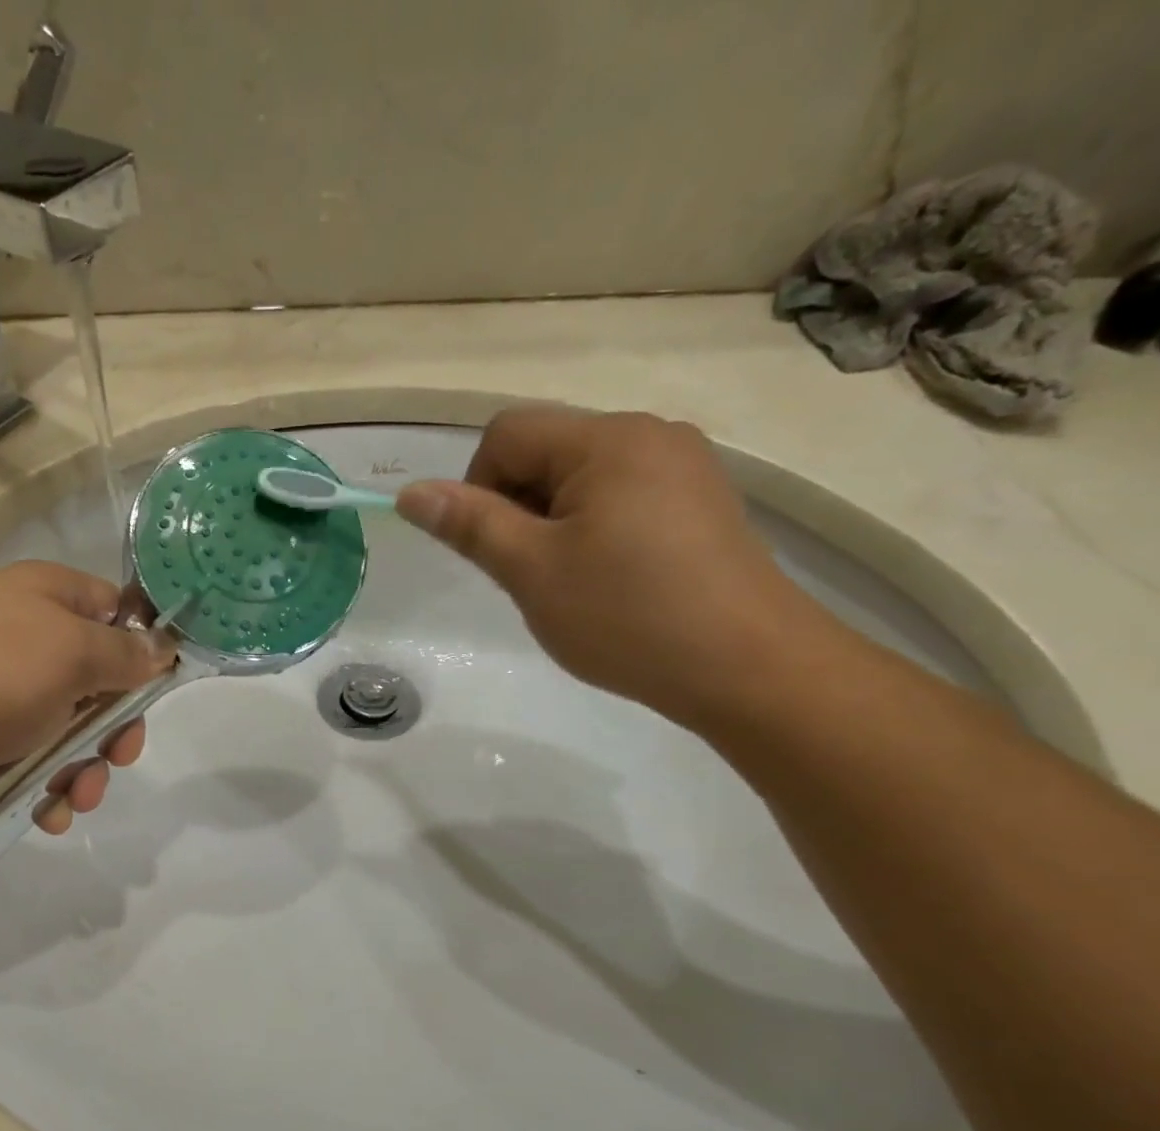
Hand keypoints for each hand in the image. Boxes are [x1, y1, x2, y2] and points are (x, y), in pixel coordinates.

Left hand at [0, 561, 173, 836]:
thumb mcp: (70, 655)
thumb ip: (126, 654)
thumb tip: (166, 645)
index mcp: (49, 597)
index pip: (117, 612)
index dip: (143, 651)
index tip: (154, 694)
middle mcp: (26, 635)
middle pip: (98, 682)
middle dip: (112, 731)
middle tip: (115, 761)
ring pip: (67, 730)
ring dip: (82, 770)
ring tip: (72, 800)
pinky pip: (30, 757)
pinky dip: (45, 785)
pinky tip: (45, 812)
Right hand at [396, 406, 814, 726]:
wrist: (748, 667)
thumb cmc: (628, 615)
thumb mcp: (532, 571)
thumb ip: (470, 524)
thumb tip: (411, 493)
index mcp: (608, 440)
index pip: (507, 433)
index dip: (476, 487)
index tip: (493, 550)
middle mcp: (650, 435)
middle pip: (546, 450)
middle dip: (517, 507)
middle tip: (530, 574)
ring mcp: (683, 467)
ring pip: (581, 479)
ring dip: (551, 523)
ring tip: (570, 583)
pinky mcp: (700, 503)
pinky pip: (622, 497)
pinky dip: (593, 530)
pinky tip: (610, 581)